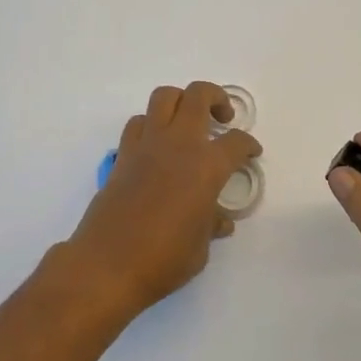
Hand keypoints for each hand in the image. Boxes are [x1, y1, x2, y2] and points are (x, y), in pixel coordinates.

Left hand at [64, 82, 261, 320]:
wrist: (108, 264)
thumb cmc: (163, 260)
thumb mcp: (200, 248)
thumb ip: (212, 225)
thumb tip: (219, 220)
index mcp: (206, 166)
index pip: (236, 142)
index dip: (249, 145)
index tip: (251, 153)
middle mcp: (178, 144)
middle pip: (199, 95)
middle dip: (216, 98)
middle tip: (222, 117)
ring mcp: (147, 145)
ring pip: (164, 96)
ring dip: (181, 101)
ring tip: (188, 122)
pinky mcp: (123, 154)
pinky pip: (138, 122)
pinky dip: (151, 125)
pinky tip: (156, 145)